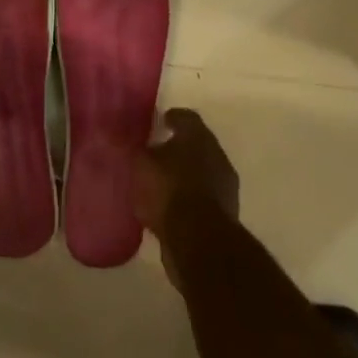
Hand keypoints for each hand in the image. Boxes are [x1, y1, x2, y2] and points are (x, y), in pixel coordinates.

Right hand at [134, 108, 239, 240]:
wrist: (200, 241)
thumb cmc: (169, 190)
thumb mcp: (141, 164)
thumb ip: (137, 149)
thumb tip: (131, 140)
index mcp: (198, 135)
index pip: (185, 117)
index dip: (171, 118)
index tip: (159, 123)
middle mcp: (216, 154)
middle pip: (196, 145)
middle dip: (179, 149)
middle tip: (157, 155)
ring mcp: (225, 185)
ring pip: (202, 173)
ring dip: (185, 176)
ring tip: (162, 185)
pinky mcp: (226, 214)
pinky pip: (203, 198)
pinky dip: (189, 200)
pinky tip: (171, 209)